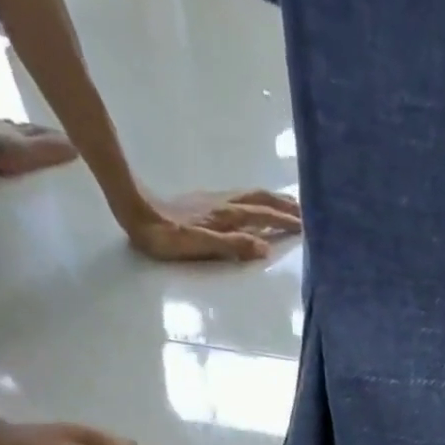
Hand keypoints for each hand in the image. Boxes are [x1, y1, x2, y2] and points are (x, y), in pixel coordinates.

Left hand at [121, 189, 301, 262]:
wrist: (135, 212)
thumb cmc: (165, 238)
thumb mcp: (199, 246)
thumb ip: (233, 246)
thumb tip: (266, 248)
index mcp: (227, 217)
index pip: (264, 217)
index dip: (286, 221)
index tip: (310, 226)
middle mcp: (225, 205)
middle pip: (262, 200)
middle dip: (286, 206)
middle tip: (309, 212)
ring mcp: (216, 200)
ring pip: (253, 196)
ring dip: (275, 200)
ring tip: (292, 205)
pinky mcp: (207, 201)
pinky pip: (243, 198)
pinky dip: (259, 200)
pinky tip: (259, 205)